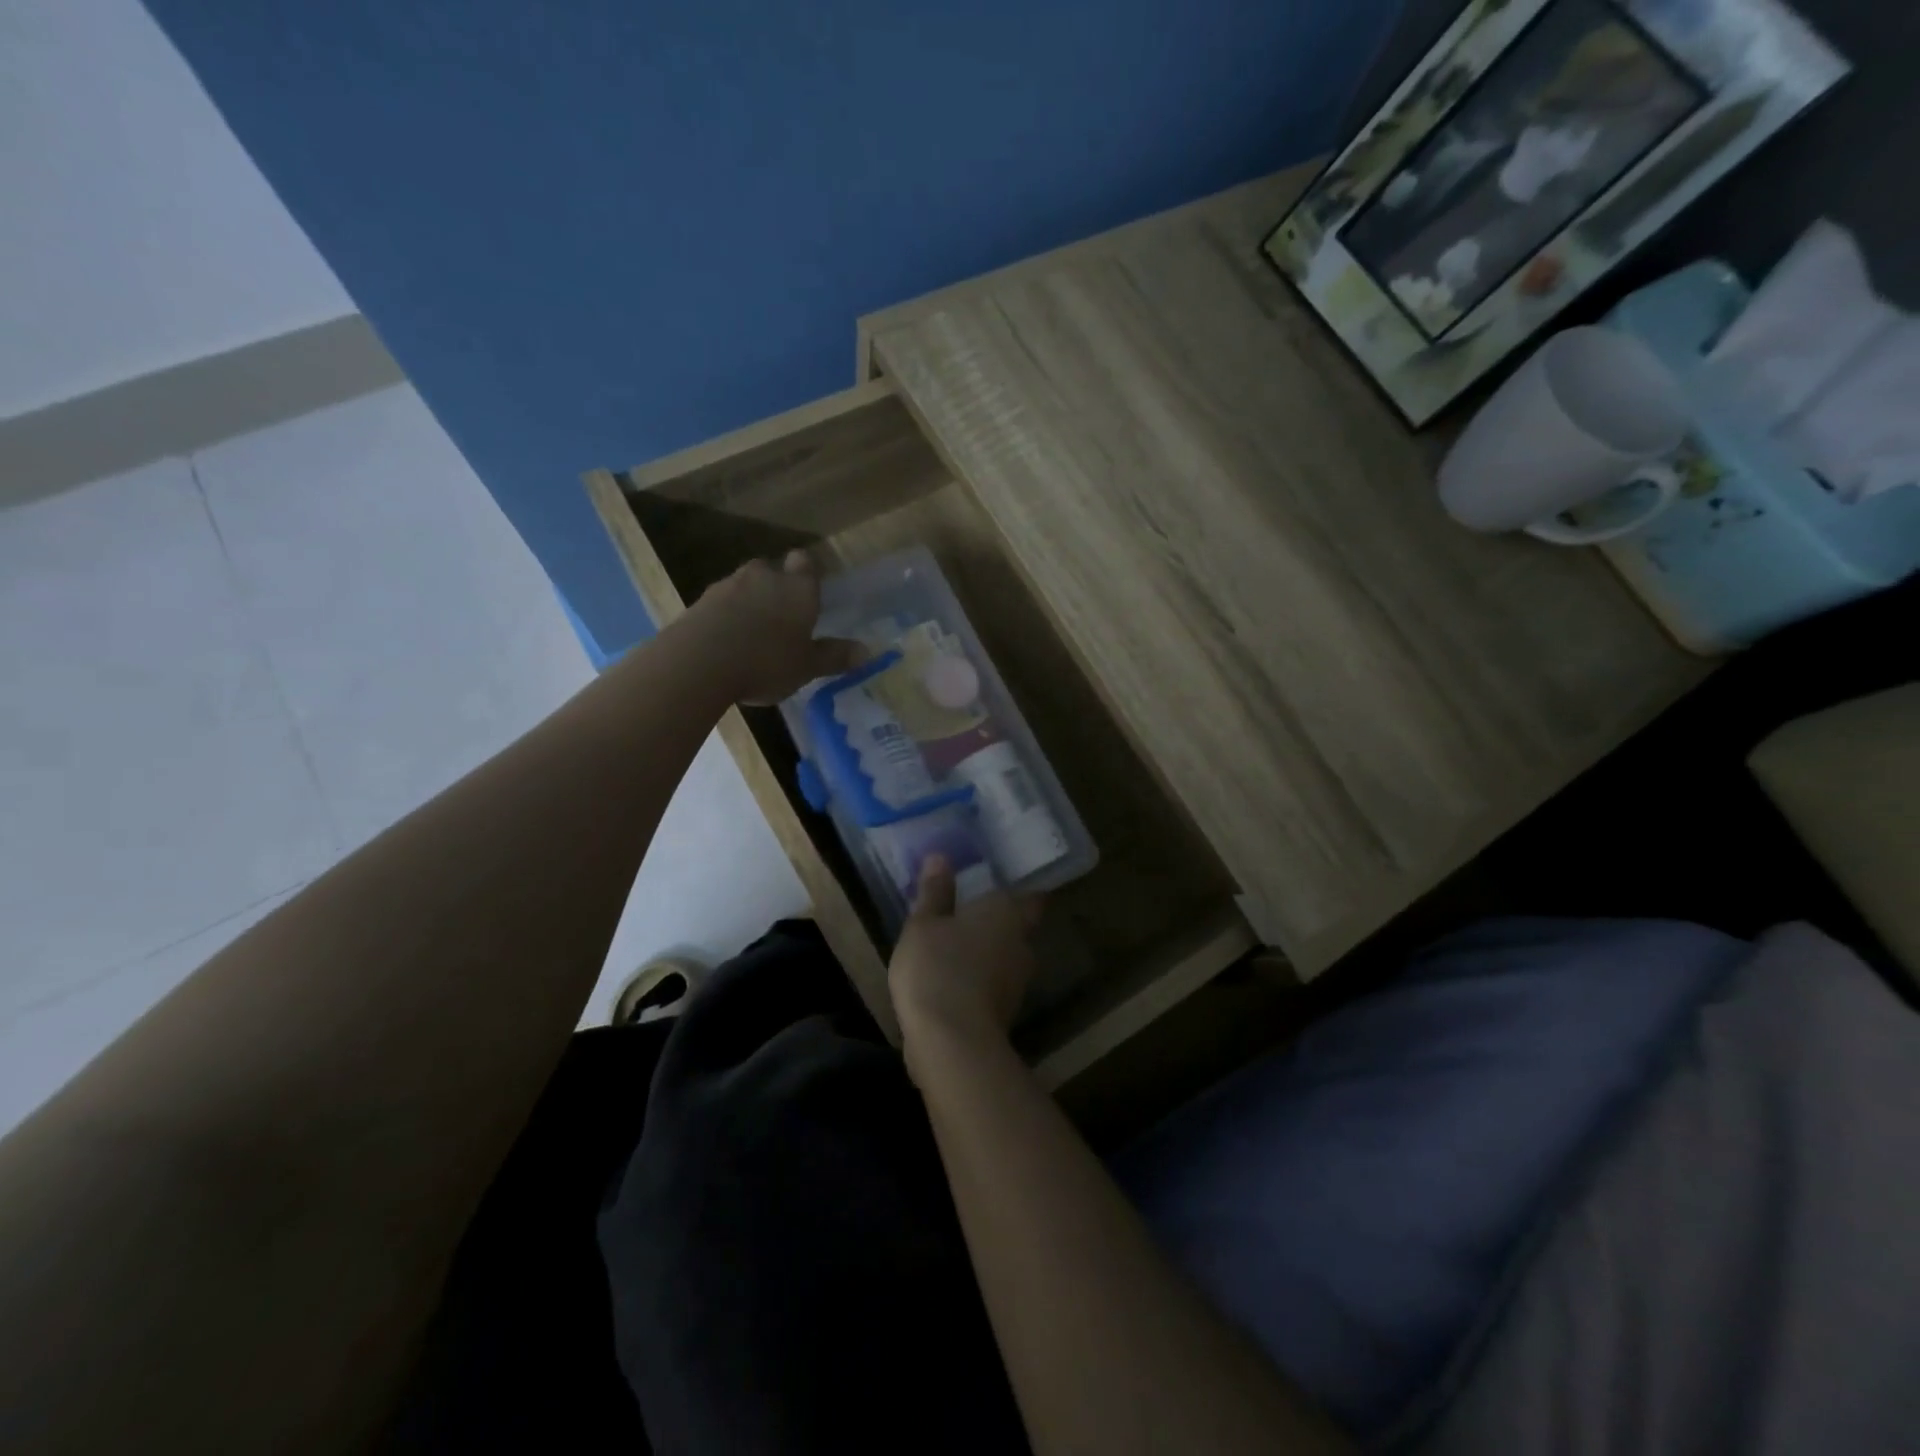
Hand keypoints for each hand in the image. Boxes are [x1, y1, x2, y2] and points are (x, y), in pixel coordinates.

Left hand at [684, 551, 859, 705]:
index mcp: (797, 588)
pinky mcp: (700, 602)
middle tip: (782, 617)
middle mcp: (764, 577)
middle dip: (777, 587)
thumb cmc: (766, 662)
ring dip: (749, 602)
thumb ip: (834, 657)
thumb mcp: (807, 667)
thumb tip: (868, 651)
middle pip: (772, 570)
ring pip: (744, 585)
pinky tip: (727, 643)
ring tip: (753, 634)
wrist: (699, 662)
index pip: (805, 562)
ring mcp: (728, 586)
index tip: (809, 591)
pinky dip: (726, 616)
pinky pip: (720, 603)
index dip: (807, 572)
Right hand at [890, 856, 1042, 1063]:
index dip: (1021, 890)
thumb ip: (934, 892)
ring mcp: (1017, 982)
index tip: (1002, 884)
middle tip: (970, 913)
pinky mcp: (1005, 1013)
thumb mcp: (923, 924)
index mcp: (1008, 913)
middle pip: (1019, 928)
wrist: (952, 1043)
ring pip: (1006, 959)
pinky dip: (979, 981)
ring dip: (988, 954)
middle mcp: (1021, 944)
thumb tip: (940, 857)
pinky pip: (994, 986)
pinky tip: (953, 981)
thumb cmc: (938, 968)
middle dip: (999, 923)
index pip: (1032, 896)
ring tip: (957, 947)